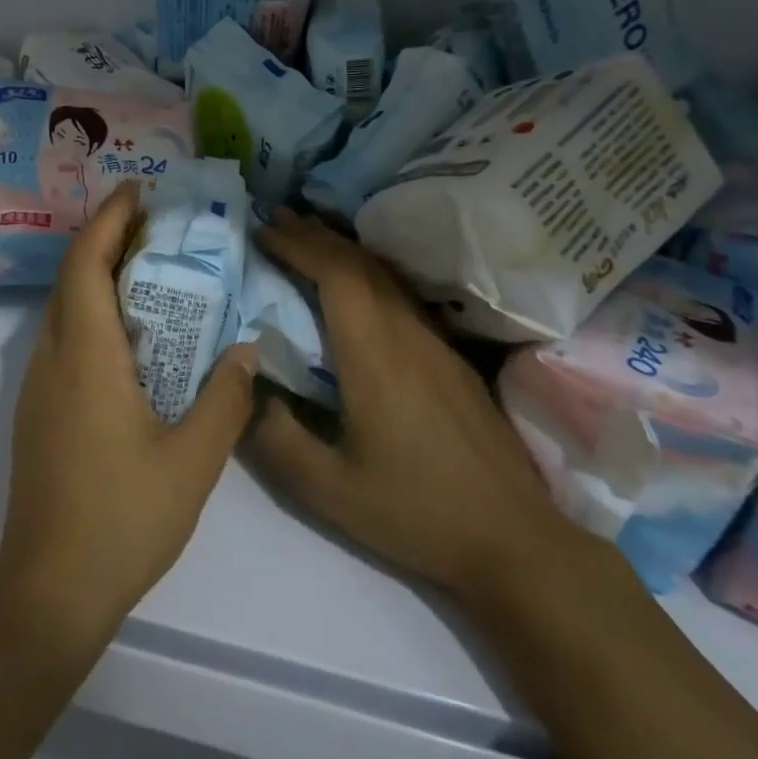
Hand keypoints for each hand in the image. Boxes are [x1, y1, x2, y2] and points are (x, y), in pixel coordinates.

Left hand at [0, 183, 257, 648]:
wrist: (50, 587)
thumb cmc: (124, 518)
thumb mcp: (194, 460)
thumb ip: (226, 398)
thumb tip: (246, 349)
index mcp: (86, 357)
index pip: (86, 263)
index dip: (109, 219)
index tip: (139, 190)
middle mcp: (52, 359)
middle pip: (71, 278)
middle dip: (106, 238)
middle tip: (155, 223)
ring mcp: (37, 386)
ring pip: (63, 308)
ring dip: (97, 276)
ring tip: (148, 268)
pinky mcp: (37, 411)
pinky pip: (64, 340)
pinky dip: (92, 313)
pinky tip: (130, 336)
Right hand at [246, 211, 584, 607]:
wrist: (513, 540)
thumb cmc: (414, 512)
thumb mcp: (328, 489)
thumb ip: (275, 436)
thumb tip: (243, 385)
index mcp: (375, 356)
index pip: (336, 275)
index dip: (298, 245)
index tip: (263, 230)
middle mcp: (408, 335)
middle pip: (361, 264)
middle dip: (315, 234)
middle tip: (275, 218)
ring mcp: (437, 344)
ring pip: (386, 276)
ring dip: (343, 249)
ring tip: (308, 237)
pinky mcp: (453, 359)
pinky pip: (403, 295)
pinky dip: (369, 273)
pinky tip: (359, 285)